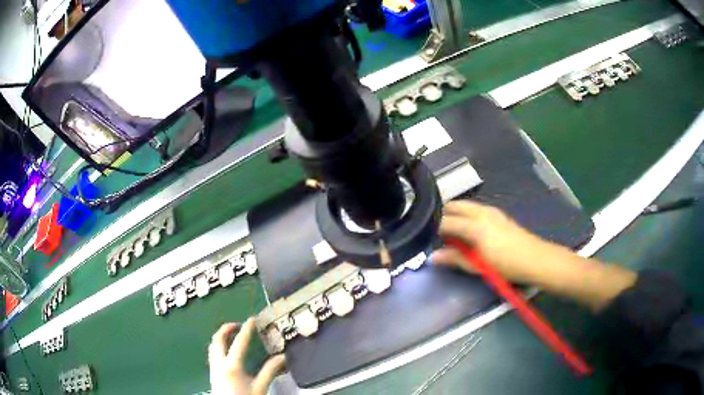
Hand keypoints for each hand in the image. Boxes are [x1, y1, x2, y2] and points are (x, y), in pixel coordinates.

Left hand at [208, 318, 285, 394]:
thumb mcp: (260, 387)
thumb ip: (270, 371)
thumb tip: (282, 357)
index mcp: (231, 365)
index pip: (239, 342)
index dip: (246, 329)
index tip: (252, 319)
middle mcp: (219, 362)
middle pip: (218, 339)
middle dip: (226, 328)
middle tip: (237, 325)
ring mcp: (213, 367)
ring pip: (213, 345)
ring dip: (221, 336)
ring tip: (231, 335)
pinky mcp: (212, 372)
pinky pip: (213, 353)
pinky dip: (219, 346)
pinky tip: (226, 351)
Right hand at [431, 200, 563, 284]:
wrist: (535, 258)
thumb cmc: (506, 264)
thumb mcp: (478, 265)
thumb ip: (455, 258)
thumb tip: (433, 257)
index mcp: (474, 225)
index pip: (445, 221)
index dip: (432, 228)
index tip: (423, 236)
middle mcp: (480, 212)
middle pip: (454, 205)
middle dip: (442, 215)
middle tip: (434, 231)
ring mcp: (491, 211)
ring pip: (465, 205)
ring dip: (454, 214)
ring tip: (450, 231)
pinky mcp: (498, 214)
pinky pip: (475, 208)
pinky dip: (465, 214)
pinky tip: (468, 230)